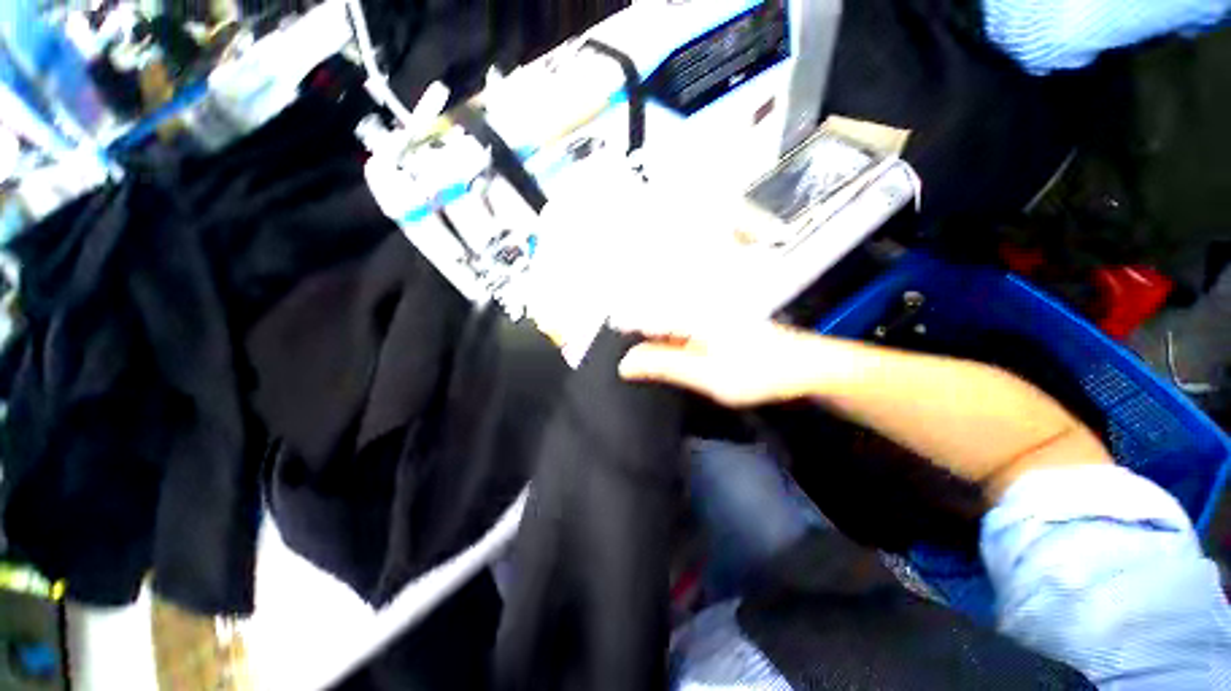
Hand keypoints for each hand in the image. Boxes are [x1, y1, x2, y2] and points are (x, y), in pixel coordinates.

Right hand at [617, 321, 829, 407]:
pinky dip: (670, 348)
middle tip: (620, 362)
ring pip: (667, 329)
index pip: (643, 318)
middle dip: (634, 339)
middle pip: (653, 321)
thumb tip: (625, 362)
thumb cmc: (758, 372)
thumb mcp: (707, 374)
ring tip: (637, 364)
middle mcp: (696, 312)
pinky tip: (667, 362)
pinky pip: (682, 336)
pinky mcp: (717, 331)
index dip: (621, 331)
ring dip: (652, 346)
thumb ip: (665, 365)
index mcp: (691, 317)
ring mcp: (708, 321)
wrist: (808, 369)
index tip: (605, 348)